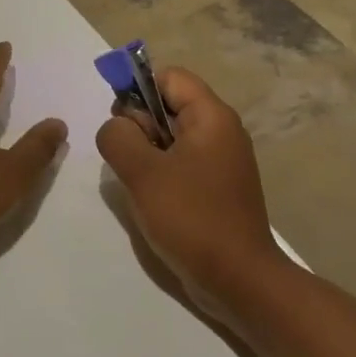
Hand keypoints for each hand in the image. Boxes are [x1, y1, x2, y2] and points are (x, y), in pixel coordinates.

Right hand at [96, 68, 284, 317]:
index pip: (169, 76)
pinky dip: (162, 175)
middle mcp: (222, 131)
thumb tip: (116, 127)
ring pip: (171, 138)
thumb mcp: (143, 172)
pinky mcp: (218, 187)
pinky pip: (181, 164)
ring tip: (141, 186)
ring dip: (147, 155)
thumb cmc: (192, 219)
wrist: (239, 280)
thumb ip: (118, 137)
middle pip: (168, 106)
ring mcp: (222, 161)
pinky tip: (154, 203)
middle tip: (132, 163)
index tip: (123, 126)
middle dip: (140, 128)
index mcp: (212, 117)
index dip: (139, 91)